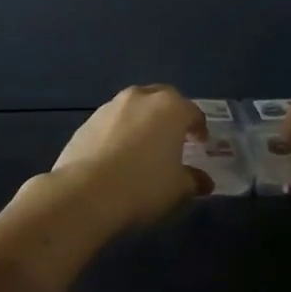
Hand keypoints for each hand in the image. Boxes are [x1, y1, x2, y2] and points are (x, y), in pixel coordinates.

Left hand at [50, 85, 210, 233]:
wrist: (86, 193)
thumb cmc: (144, 186)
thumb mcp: (178, 189)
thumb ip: (194, 180)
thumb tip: (204, 181)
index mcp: (170, 108)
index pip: (193, 111)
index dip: (199, 127)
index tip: (200, 142)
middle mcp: (141, 98)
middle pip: (162, 99)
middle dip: (170, 115)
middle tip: (174, 137)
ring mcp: (110, 107)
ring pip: (134, 107)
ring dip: (142, 121)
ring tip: (143, 146)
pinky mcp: (86, 122)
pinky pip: (111, 123)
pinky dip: (119, 132)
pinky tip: (117, 155)